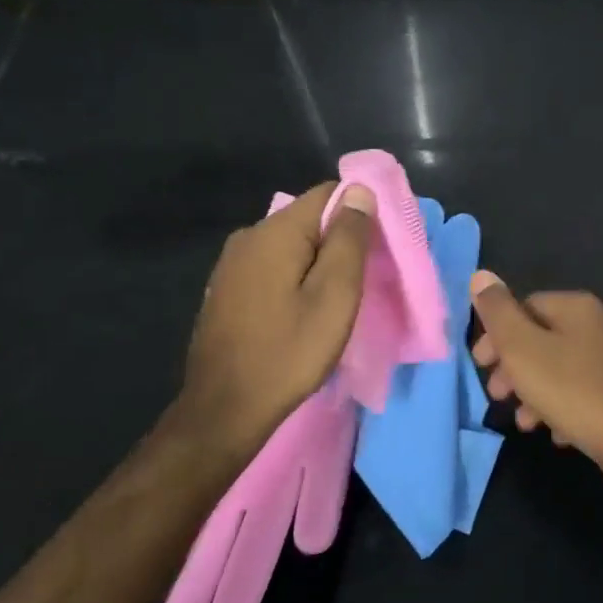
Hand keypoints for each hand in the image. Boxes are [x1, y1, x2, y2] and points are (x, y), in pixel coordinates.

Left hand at [170, 181, 373, 452]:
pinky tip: (303, 310)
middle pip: (309, 218)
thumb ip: (348, 239)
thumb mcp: (334, 296)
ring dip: (318, 262)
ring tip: (337, 298)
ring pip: (291, 245)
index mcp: (276, 232)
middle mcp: (249, 236)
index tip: (380, 244)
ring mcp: (232, 264)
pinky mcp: (227, 289)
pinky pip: (273, 266)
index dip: (360, 210)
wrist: (223, 411)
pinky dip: (295, 278)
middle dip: (340, 239)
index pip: (329, 193)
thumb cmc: (288, 353)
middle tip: (363, 278)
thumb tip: (359, 191)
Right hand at [468, 273, 602, 468]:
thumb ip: (498, 313)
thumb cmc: (573, 390)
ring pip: (564, 367)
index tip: (480, 365)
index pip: (525, 306)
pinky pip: (587, 391)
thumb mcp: (523, 350)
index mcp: (578, 306)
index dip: (497, 334)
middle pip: (544, 338)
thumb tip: (481, 275)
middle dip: (514, 367)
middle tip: (498, 395)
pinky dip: (565, 406)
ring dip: (537, 391)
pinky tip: (558, 433)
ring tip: (525, 422)